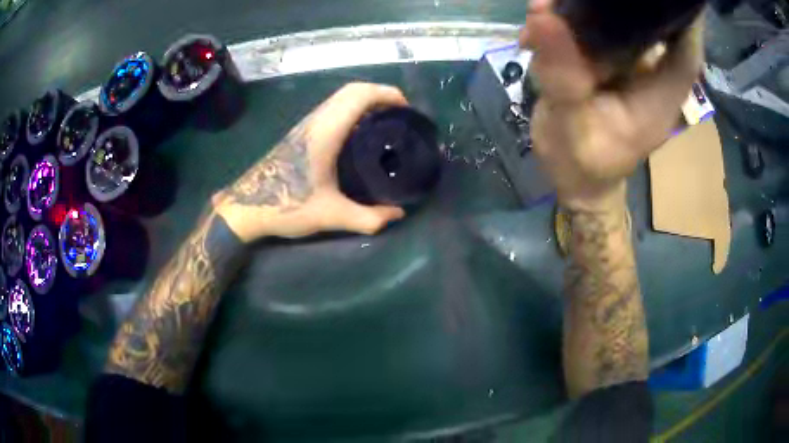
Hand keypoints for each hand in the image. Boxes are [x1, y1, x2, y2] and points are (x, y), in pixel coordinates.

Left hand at [214, 83, 407, 241]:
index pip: (359, 96)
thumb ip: (367, 219)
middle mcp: (316, 122)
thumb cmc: (285, 206)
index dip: (387, 94)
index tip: (407, 110)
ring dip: (366, 100)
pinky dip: (352, 109)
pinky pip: (332, 108)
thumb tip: (398, 214)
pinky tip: (361, 133)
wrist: (246, 207)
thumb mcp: (330, 216)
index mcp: (325, 133)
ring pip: (340, 97)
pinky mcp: (301, 133)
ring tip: (386, 121)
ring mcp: (306, 125)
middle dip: (380, 94)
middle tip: (400, 115)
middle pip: (352, 90)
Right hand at [520, 0, 703, 211]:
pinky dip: (580, 17)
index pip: (685, 53)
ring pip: (628, 24)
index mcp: (659, 98)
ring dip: (595, 6)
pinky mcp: (614, 67)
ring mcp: (633, 72)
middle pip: (658, 29)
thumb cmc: (581, 166)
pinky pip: (605, 32)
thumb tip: (543, 14)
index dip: (684, 18)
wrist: (576, 179)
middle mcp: (652, 79)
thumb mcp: (570, 127)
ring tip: (558, 1)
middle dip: (632, 1)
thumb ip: (563, 74)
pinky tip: (552, 15)